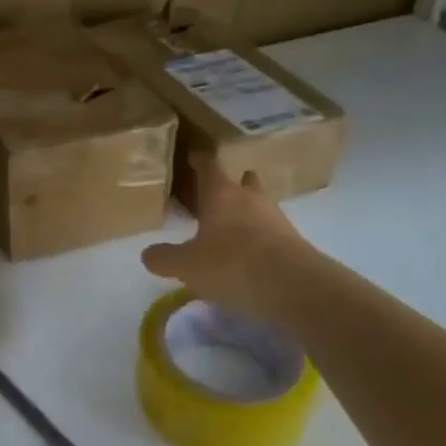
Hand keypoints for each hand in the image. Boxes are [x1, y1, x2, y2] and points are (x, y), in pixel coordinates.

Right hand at [141, 156, 312, 321]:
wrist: (296, 288)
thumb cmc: (233, 265)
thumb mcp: (187, 266)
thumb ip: (164, 258)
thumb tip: (148, 254)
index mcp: (221, 193)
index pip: (208, 166)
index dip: (198, 160)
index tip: (191, 156)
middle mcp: (250, 198)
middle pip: (241, 181)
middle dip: (230, 184)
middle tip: (213, 195)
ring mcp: (276, 218)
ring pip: (258, 205)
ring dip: (246, 212)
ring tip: (229, 229)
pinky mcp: (294, 242)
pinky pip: (271, 231)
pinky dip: (259, 237)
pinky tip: (249, 255)